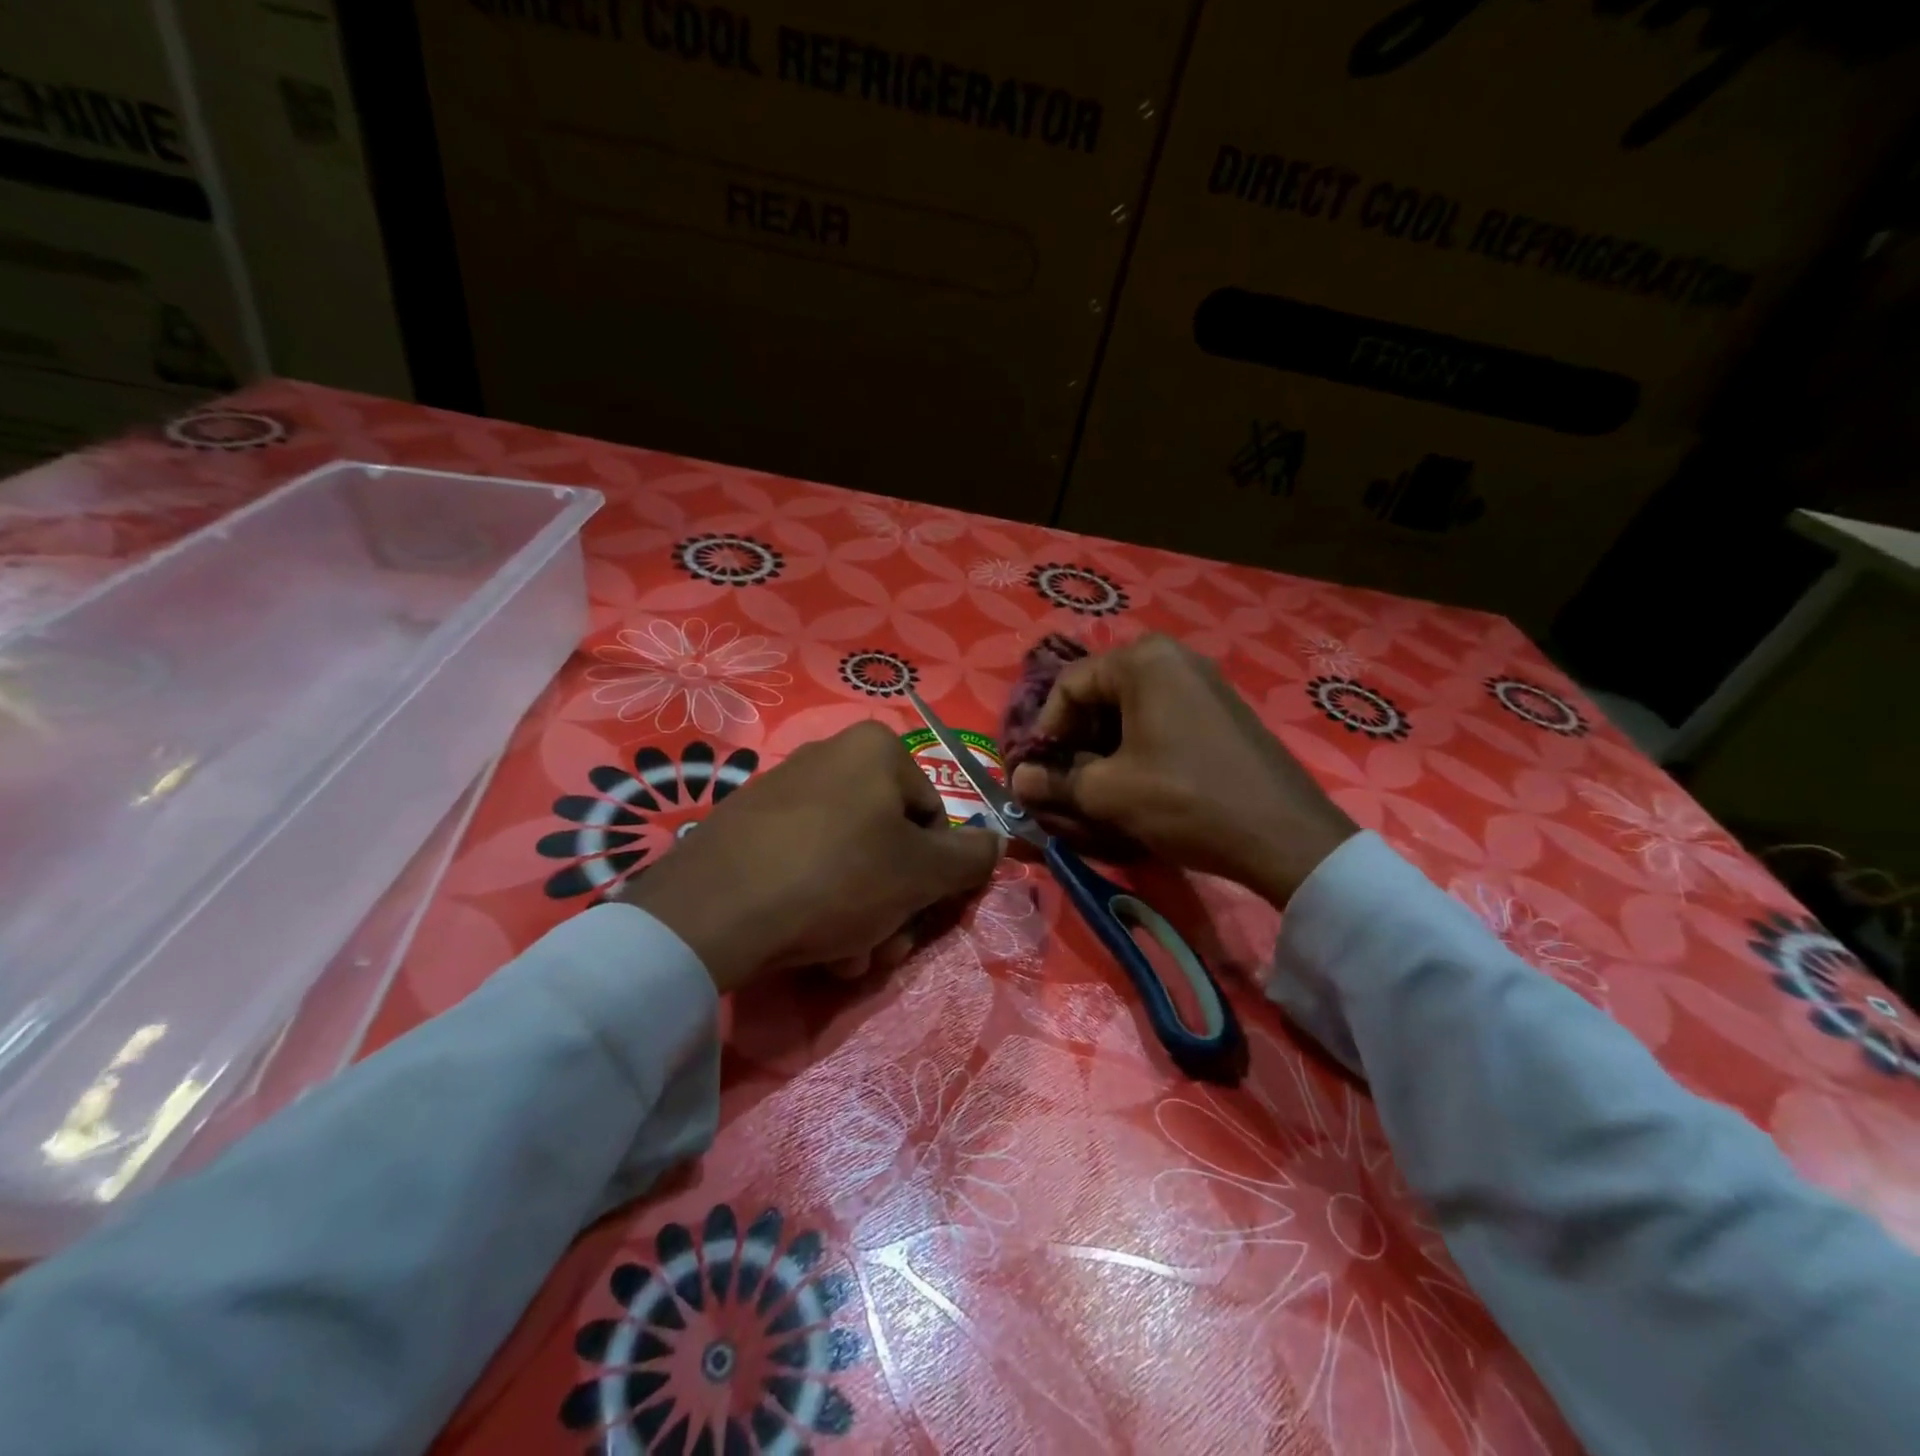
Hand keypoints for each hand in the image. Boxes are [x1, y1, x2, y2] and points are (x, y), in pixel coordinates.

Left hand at [622, 722, 1002, 992]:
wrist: (714, 909)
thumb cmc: (839, 877)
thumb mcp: (922, 873)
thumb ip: (971, 857)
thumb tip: (997, 842)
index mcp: (875, 749)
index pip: (933, 816)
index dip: (935, 873)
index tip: (918, 914)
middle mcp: (828, 755)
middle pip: (887, 840)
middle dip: (893, 902)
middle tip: (882, 947)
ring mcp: (780, 789)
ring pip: (846, 858)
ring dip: (859, 913)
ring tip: (844, 958)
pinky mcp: (744, 825)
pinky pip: (802, 862)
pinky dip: (816, 902)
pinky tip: (808, 944)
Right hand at [1008, 636, 1356, 905]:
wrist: (1285, 835)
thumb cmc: (1186, 800)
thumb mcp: (1110, 793)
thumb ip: (1055, 781)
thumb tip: (1019, 780)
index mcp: (1142, 660)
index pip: (1068, 685)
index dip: (1045, 730)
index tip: (1040, 772)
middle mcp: (1173, 657)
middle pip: (1099, 692)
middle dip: (1076, 738)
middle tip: (1067, 781)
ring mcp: (1203, 681)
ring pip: (1130, 707)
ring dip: (1104, 745)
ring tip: (1100, 787)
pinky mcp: (1222, 708)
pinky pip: (1161, 716)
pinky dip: (1138, 745)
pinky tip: (1139, 782)